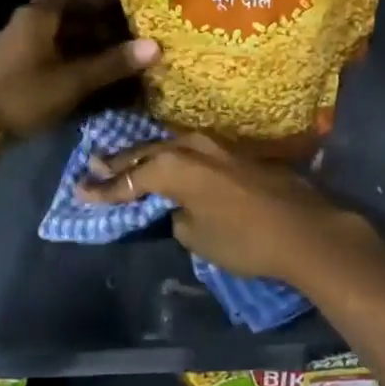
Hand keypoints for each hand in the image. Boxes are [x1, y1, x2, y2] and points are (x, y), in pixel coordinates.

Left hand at [0, 0, 158, 140]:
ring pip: (59, 37)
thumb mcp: (74, 81)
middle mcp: (25, 24)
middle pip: (67, 16)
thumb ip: (113, 63)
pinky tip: (92, 75)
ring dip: (87, 44)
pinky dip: (71, 60)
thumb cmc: (26, 95)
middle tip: (130, 33)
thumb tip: (154, 47)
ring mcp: (17, 47)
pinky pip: (49, 55)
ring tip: (117, 56)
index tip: (128, 4)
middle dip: (99, 24)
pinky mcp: (13, 69)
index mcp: (36, 16)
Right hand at [76, 133, 377, 285]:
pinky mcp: (237, 152)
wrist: (305, 231)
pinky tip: (168, 160)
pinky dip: (174, 156)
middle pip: (146, 153)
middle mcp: (191, 147)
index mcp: (173, 167)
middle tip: (93, 167)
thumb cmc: (244, 240)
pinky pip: (193, 151)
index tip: (79, 192)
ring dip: (147, 154)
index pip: (129, 179)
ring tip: (125, 160)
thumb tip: (179, 206)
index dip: (104, 189)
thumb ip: (178, 215)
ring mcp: (217, 145)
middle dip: (119, 163)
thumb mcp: (197, 237)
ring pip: (170, 146)